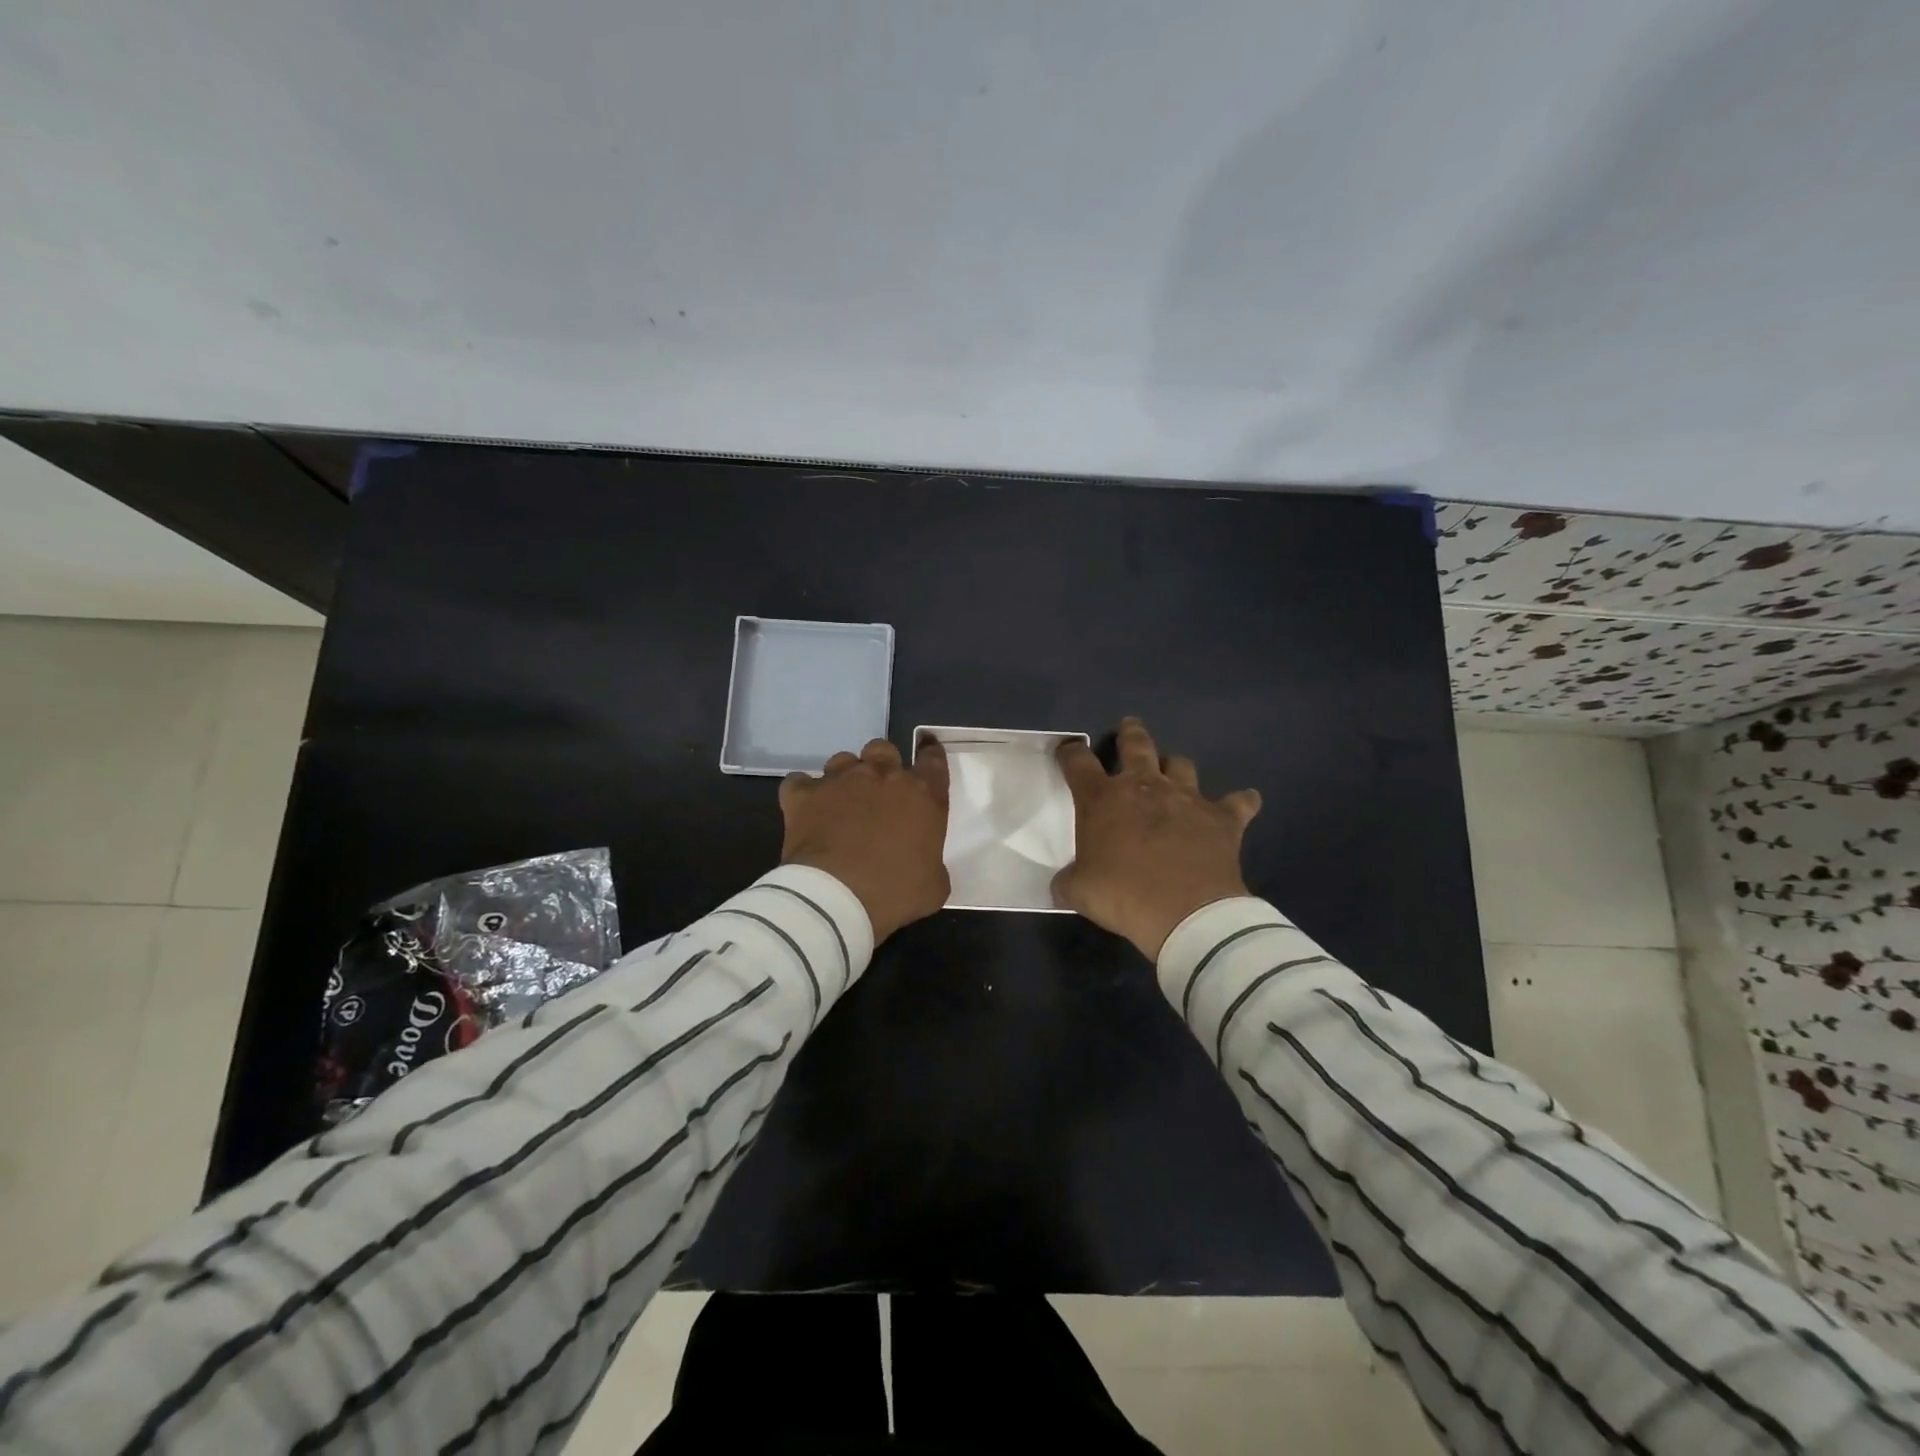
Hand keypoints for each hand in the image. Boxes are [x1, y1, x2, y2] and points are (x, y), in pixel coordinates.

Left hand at [780, 738, 950, 942]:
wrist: (836, 899)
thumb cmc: (895, 893)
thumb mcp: (934, 885)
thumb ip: (932, 862)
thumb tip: (923, 863)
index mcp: (923, 796)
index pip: (933, 760)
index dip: (931, 754)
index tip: (927, 754)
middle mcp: (882, 776)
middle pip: (884, 749)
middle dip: (883, 764)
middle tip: (879, 790)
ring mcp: (840, 781)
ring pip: (844, 760)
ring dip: (846, 777)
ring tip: (841, 802)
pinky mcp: (804, 795)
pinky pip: (800, 782)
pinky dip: (804, 792)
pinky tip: (806, 808)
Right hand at [1052, 718, 1261, 959]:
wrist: (1185, 913)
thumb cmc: (1122, 896)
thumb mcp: (1078, 891)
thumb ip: (1068, 880)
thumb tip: (1062, 884)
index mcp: (1102, 800)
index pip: (1078, 763)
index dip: (1070, 753)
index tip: (1068, 750)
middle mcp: (1144, 787)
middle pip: (1136, 745)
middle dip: (1130, 733)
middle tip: (1129, 727)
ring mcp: (1186, 798)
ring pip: (1182, 765)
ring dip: (1175, 767)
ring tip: (1174, 773)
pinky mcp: (1222, 818)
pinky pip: (1238, 802)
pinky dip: (1240, 802)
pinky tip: (1244, 802)